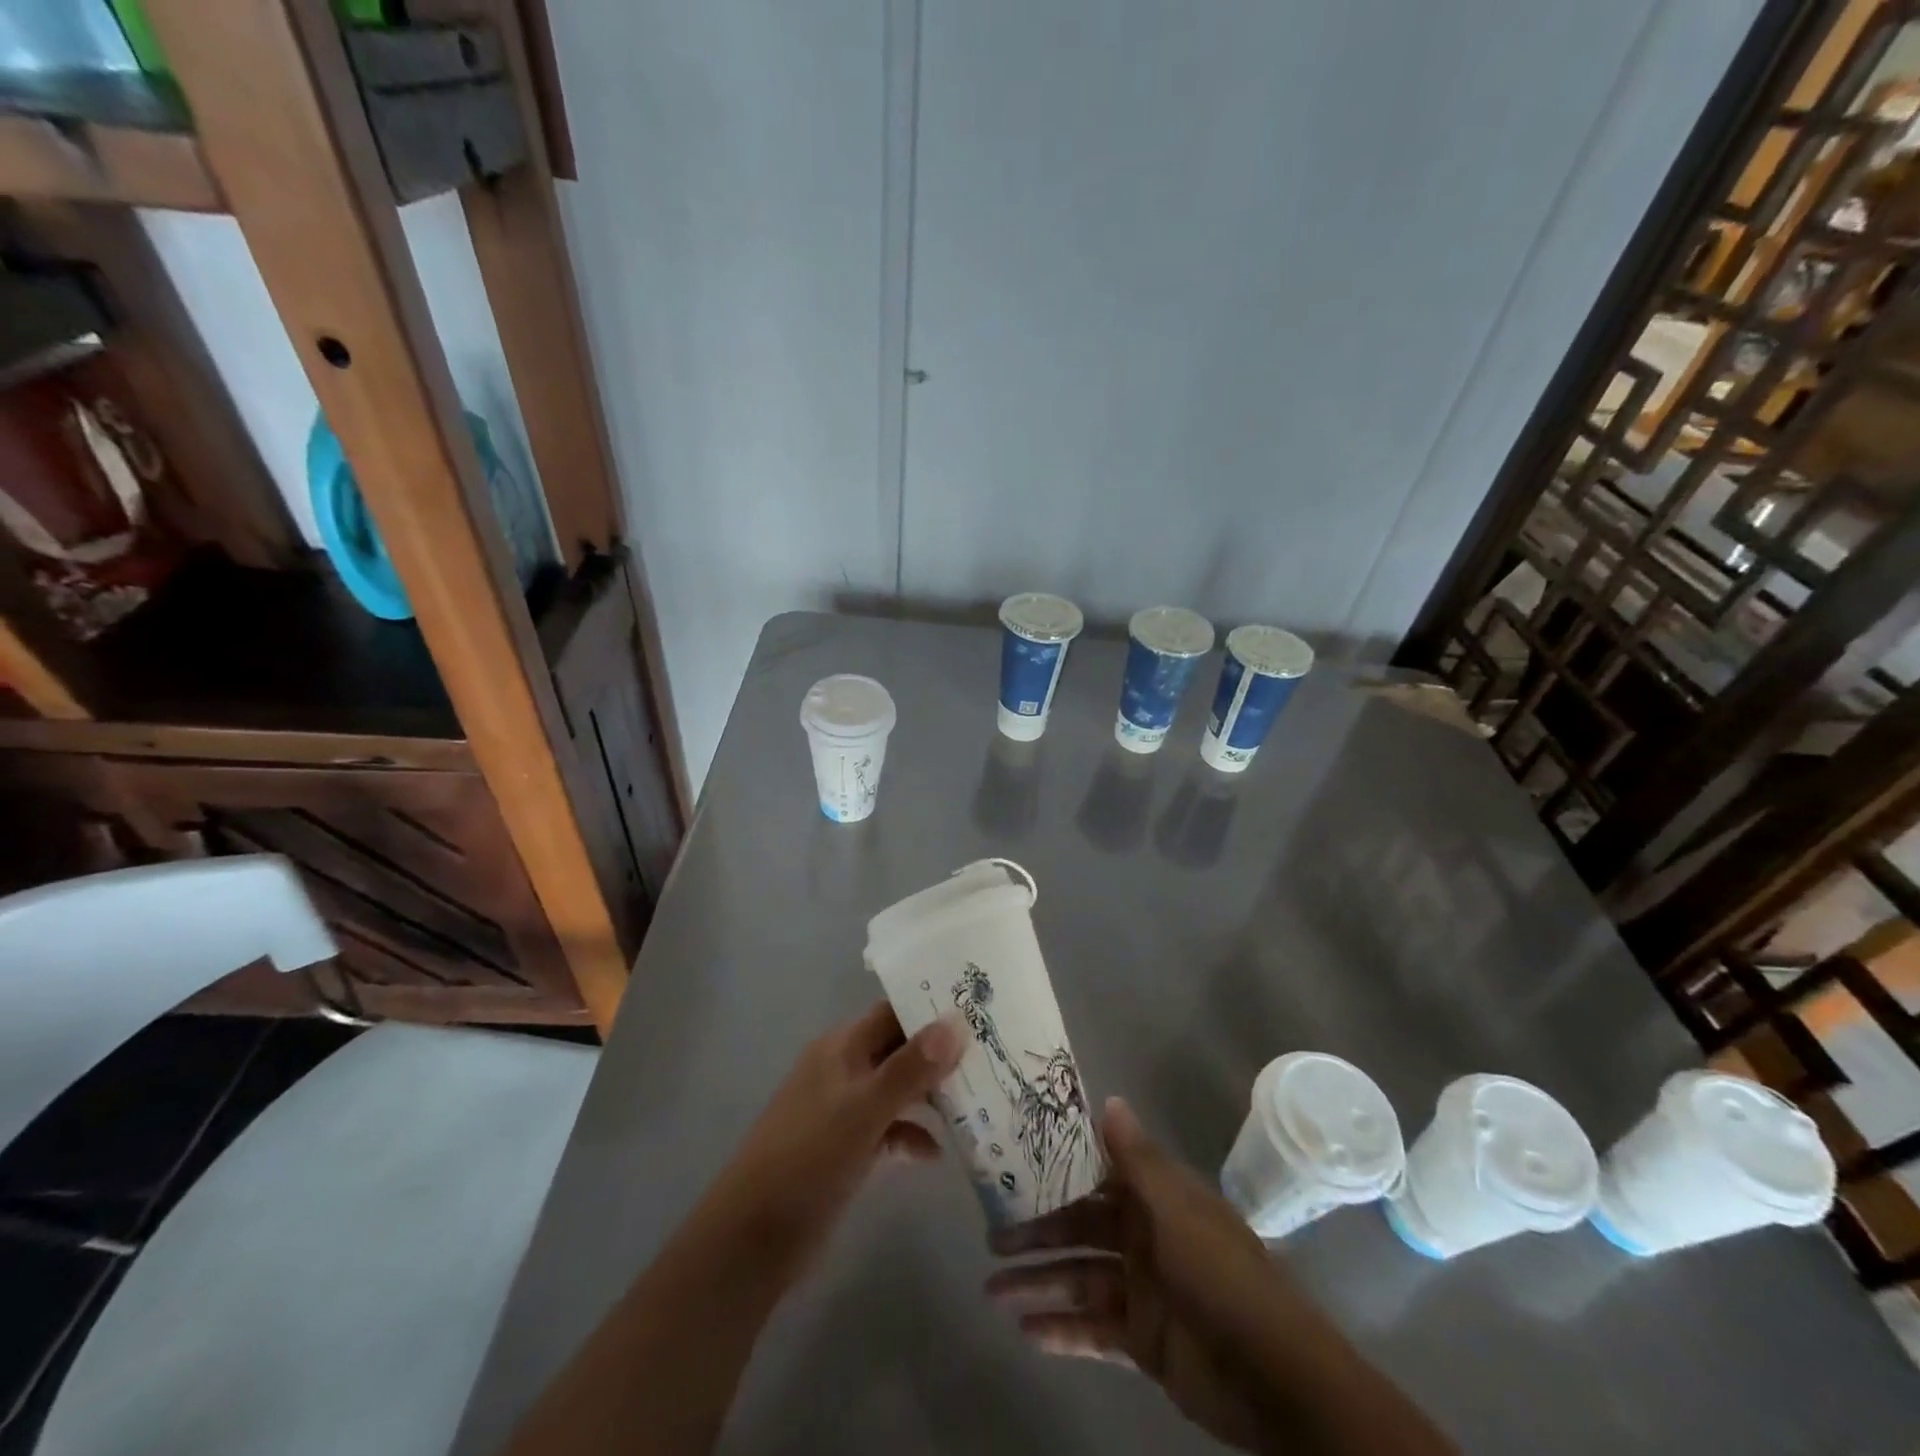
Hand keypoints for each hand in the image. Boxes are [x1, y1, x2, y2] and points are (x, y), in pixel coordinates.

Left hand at [703, 1000, 963, 1276]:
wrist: (752, 1237)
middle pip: (899, 1049)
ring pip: (896, 1089)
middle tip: (989, 1056)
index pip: (893, 1013)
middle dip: (939, 1054)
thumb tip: (956, 1022)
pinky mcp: (846, 1147)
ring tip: (976, 1103)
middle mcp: (843, 1069)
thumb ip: (910, 1068)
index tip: (977, 1009)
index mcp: (841, 1048)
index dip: (931, 1008)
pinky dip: (911, 1135)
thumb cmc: (809, 1158)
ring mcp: (844, 1110)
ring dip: (930, 1095)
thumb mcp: (864, 1111)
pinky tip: (936, 1154)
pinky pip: (888, 1128)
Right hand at [987, 1098, 1453, 1455]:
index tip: (1015, 1165)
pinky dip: (1061, 1330)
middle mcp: (1144, 1236)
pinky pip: (1091, 1329)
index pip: (1097, 1174)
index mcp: (1155, 1198)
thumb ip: (1138, 1159)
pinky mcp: (1141, 1339)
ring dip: (1038, 1283)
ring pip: (1078, 1278)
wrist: (1275, 1377)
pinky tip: (1024, 1332)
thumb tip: (1109, 1098)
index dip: (1058, 1169)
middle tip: (990, 1239)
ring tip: (992, 1291)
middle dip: (1037, 1233)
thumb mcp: (1177, 1210)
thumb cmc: (1221, 1275)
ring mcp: (1141, 1289)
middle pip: (1079, 1228)